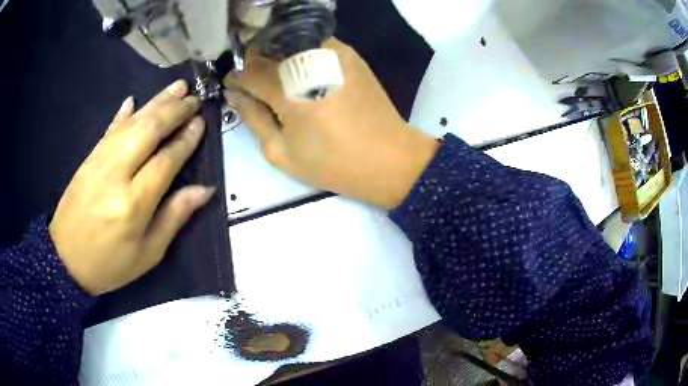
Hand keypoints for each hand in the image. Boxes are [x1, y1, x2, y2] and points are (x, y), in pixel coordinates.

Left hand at [50, 80, 214, 295]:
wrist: (65, 260)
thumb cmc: (110, 264)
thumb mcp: (148, 253)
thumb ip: (174, 217)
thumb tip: (204, 190)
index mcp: (133, 204)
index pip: (165, 161)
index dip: (186, 140)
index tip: (201, 123)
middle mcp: (116, 174)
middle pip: (148, 131)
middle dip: (174, 111)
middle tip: (194, 98)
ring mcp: (99, 162)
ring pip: (131, 123)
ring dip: (155, 102)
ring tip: (177, 87)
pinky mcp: (88, 158)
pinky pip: (109, 129)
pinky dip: (123, 114)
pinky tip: (134, 100)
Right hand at [224, 39, 437, 208]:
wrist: (389, 158)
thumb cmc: (333, 164)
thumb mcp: (281, 152)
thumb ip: (253, 118)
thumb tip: (235, 93)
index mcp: (290, 91)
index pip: (249, 70)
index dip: (236, 78)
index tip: (234, 87)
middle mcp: (311, 61)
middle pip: (267, 48)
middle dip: (254, 63)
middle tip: (254, 84)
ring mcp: (334, 52)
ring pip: (289, 41)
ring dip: (276, 55)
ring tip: (278, 80)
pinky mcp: (350, 53)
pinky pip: (313, 43)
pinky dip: (300, 53)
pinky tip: (303, 74)